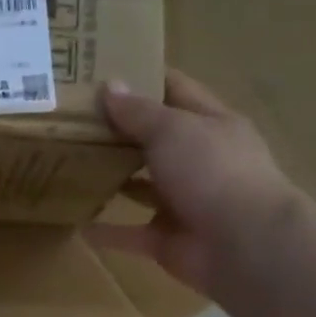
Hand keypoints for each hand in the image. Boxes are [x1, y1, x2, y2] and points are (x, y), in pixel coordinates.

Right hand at [87, 69, 300, 293]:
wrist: (243, 244)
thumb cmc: (212, 171)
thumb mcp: (172, 129)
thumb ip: (138, 112)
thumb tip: (109, 85)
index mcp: (211, 124)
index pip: (175, 92)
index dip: (143, 79)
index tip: (102, 72)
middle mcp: (200, 161)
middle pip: (156, 140)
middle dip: (120, 131)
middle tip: (74, 120)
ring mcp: (185, 202)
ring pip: (144, 187)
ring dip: (114, 179)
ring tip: (72, 166)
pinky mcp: (169, 240)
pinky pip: (131, 234)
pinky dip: (108, 232)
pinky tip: (78, 225)